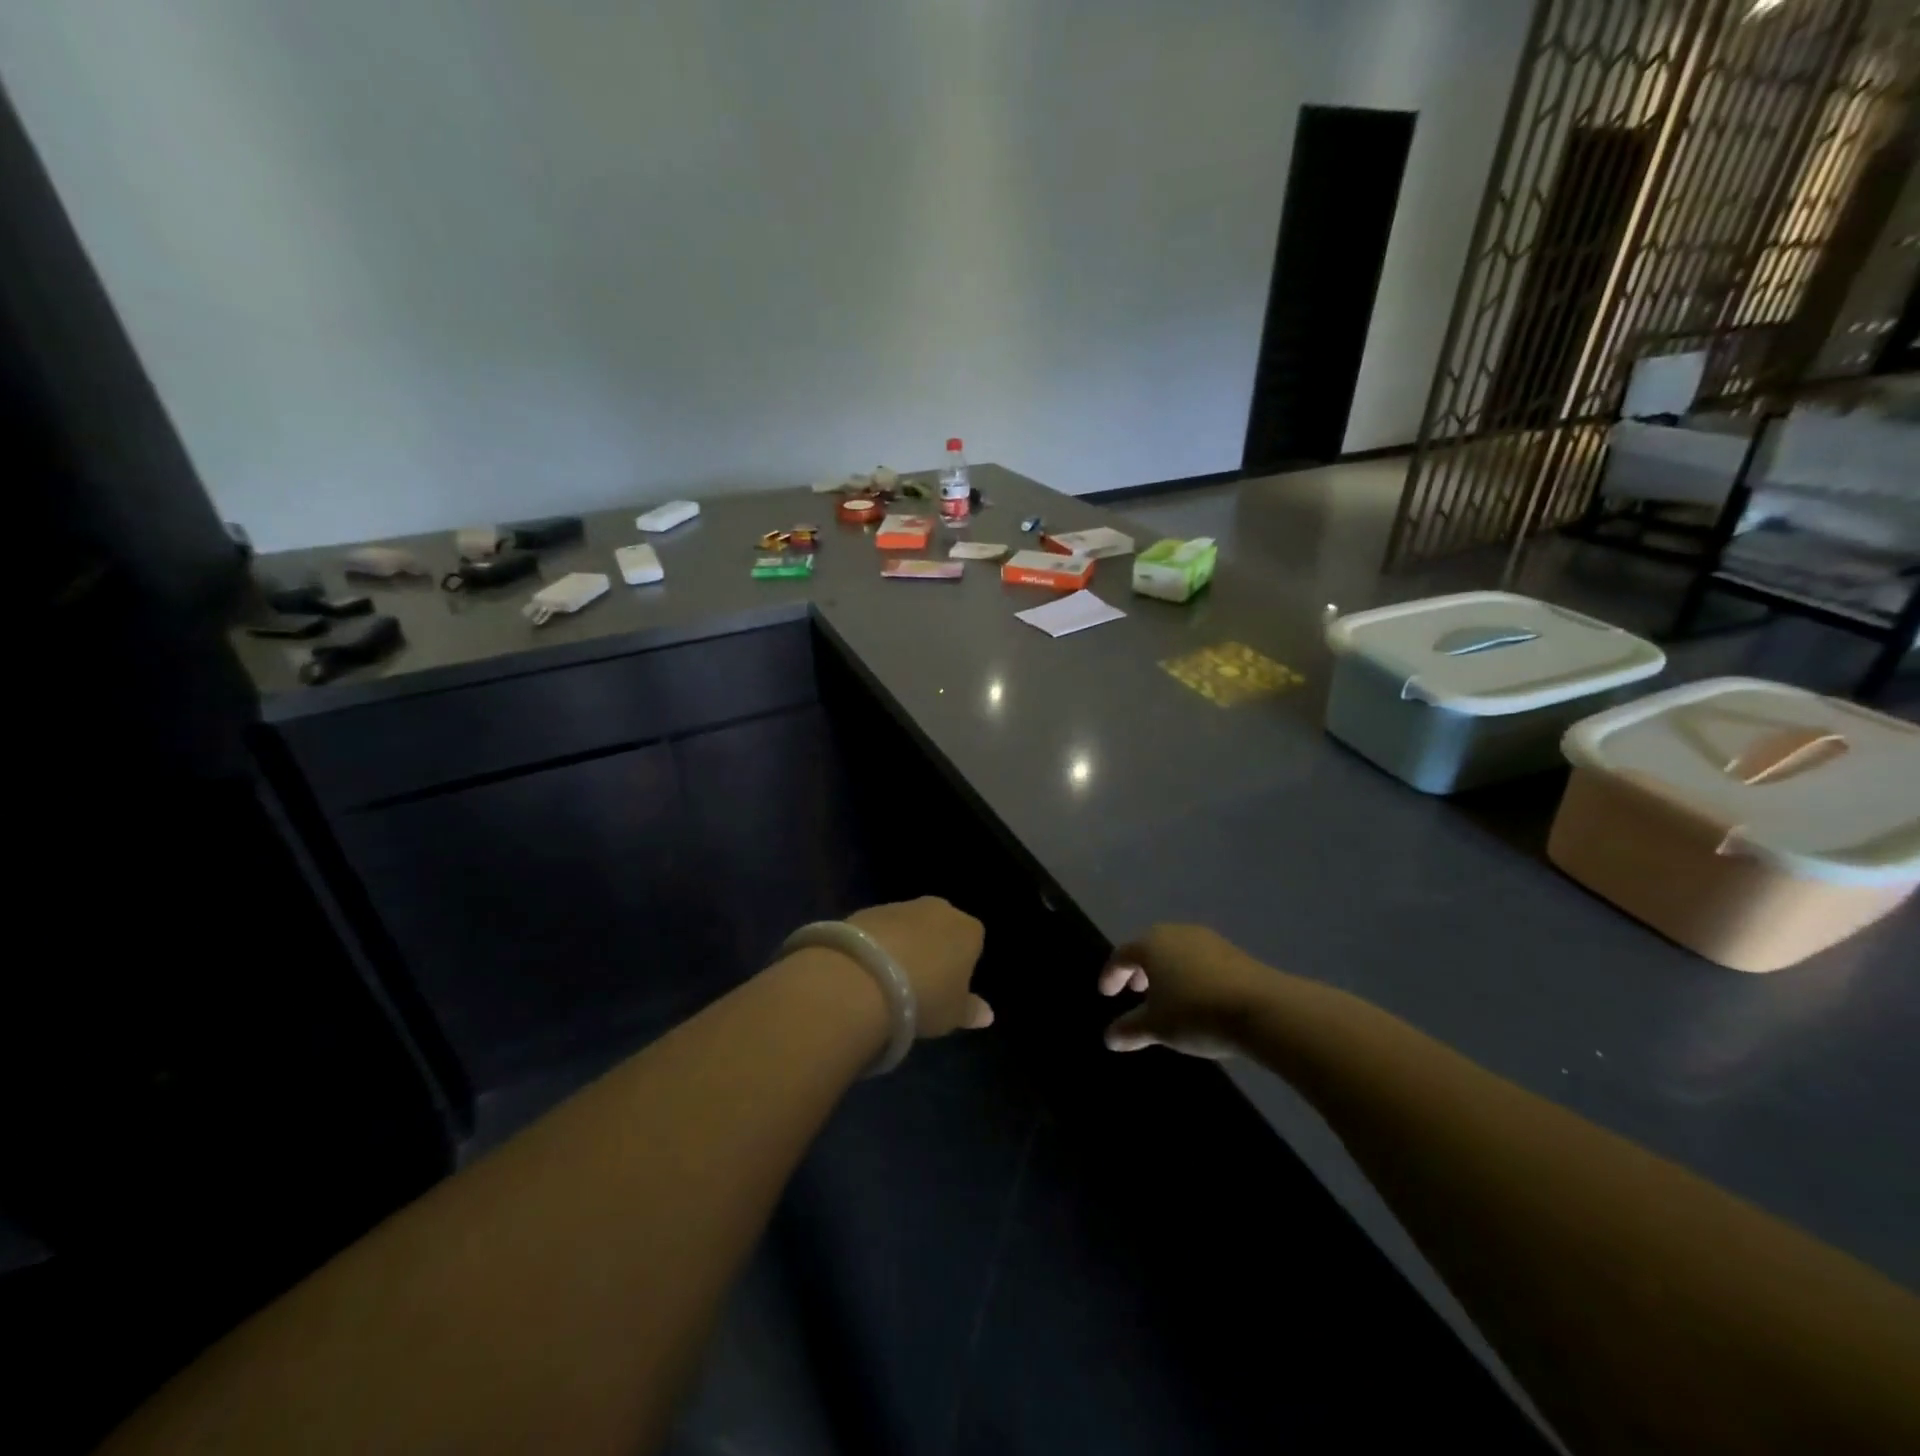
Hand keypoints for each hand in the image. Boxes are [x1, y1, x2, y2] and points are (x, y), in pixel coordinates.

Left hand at [848, 897, 993, 1036]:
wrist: (866, 976)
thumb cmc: (925, 996)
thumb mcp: (953, 1014)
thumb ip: (971, 1010)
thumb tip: (987, 1014)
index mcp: (968, 930)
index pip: (973, 942)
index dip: (961, 964)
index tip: (948, 987)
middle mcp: (939, 909)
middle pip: (941, 928)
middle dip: (933, 947)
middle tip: (920, 981)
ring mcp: (902, 906)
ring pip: (909, 925)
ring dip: (904, 944)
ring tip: (889, 979)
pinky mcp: (869, 910)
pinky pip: (881, 929)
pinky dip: (878, 943)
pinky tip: (868, 969)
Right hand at [1099, 924, 1274, 1058]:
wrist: (1261, 1008)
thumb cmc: (1195, 1012)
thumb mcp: (1157, 1027)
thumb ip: (1130, 1029)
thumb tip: (1109, 1038)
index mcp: (1151, 944)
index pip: (1122, 954)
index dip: (1111, 974)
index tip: (1106, 993)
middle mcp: (1176, 933)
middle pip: (1150, 947)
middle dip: (1140, 969)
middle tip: (1135, 991)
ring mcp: (1207, 940)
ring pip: (1176, 952)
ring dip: (1166, 972)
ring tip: (1167, 997)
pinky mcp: (1233, 953)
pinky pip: (1199, 959)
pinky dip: (1189, 974)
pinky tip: (1197, 998)